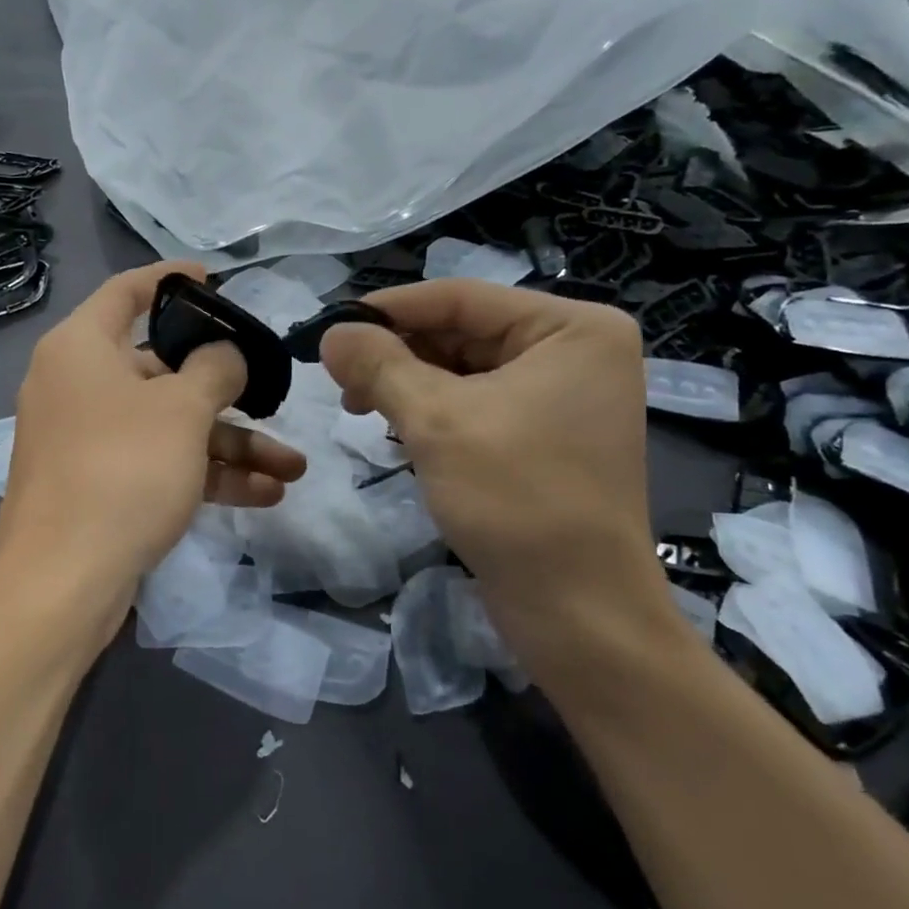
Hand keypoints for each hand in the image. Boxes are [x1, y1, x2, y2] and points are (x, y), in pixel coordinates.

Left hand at [0, 262, 306, 608]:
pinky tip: (265, 493)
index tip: (215, 278)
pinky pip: (158, 463)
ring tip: (292, 467)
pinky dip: (205, 474)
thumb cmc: (122, 469)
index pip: (128, 292)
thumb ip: (215, 369)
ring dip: (230, 444)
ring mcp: (87, 439)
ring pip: (168, 425)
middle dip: (225, 389)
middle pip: (160, 368)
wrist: (62, 581)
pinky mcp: (99, 484)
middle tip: (271, 393)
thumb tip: (224, 355)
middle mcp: (78, 385)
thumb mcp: (182, 409)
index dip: (171, 279)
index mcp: (82, 347)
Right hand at [320, 280, 675, 675]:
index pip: (461, 298)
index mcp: (572, 328)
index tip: (330, 328)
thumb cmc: (516, 499)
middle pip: (462, 331)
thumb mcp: (436, 421)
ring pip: (465, 369)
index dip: (388, 309)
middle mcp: (576, 351)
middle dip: (398, 353)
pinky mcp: (547, 435)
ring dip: (409, 384)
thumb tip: (331, 333)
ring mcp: (565, 395)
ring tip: (360, 407)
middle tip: (340, 380)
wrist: (578, 611)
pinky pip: (478, 403)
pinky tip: (396, 429)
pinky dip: (433, 411)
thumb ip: (379, 365)